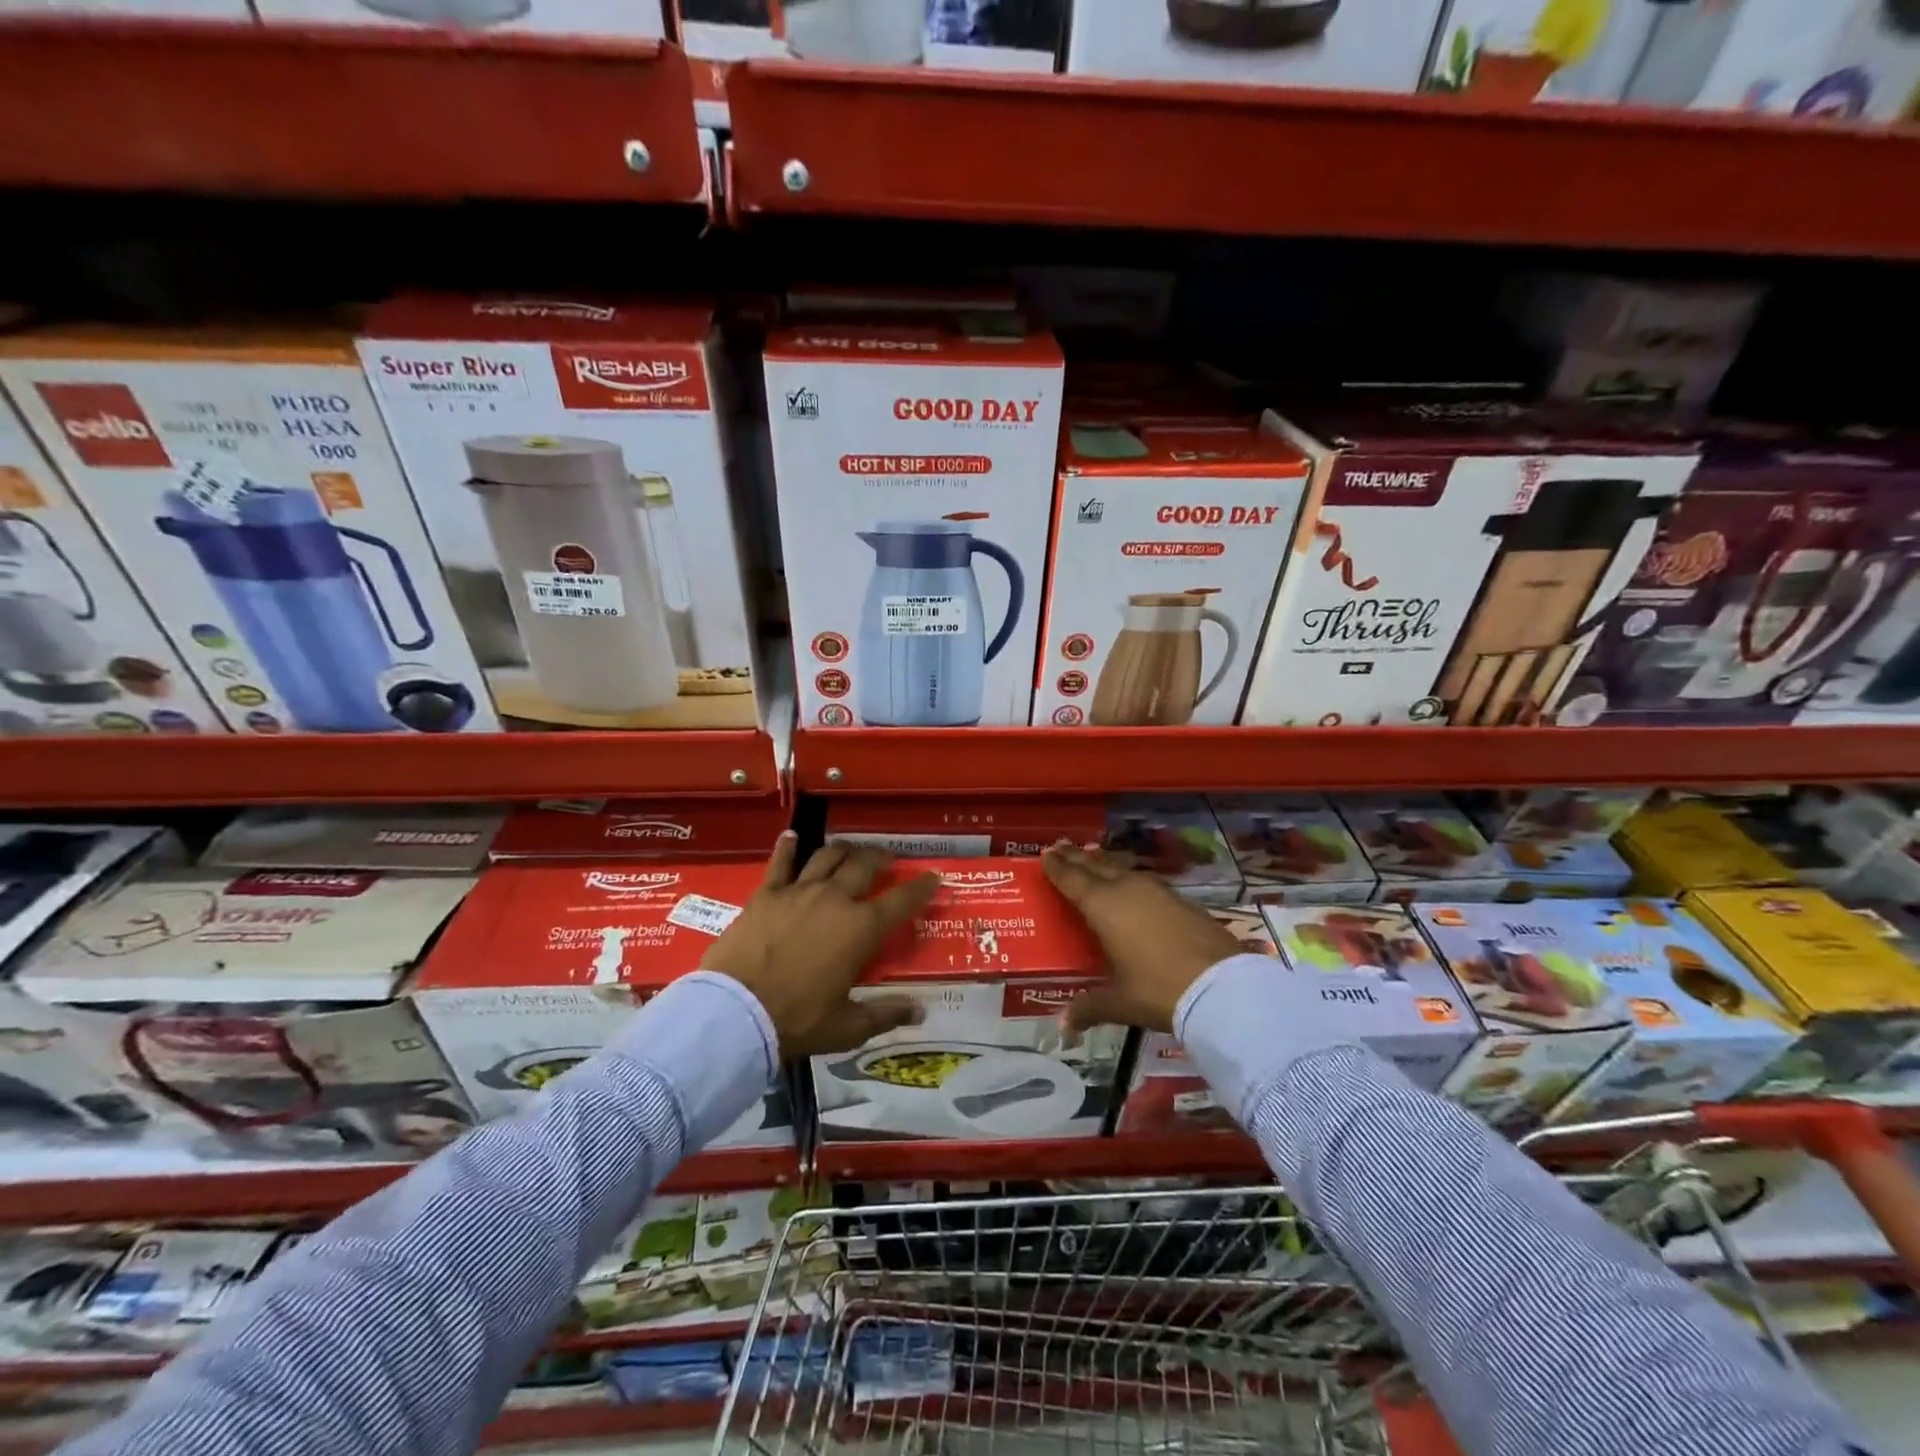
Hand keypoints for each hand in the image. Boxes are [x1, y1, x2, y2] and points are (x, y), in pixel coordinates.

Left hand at [702, 836, 939, 1057]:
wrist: (736, 1012)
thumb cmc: (797, 1020)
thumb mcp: (847, 1027)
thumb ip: (885, 1014)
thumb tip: (921, 1011)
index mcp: (861, 929)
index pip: (902, 901)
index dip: (922, 888)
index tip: (933, 877)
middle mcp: (835, 899)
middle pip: (864, 865)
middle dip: (881, 857)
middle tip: (888, 859)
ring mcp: (799, 891)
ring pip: (827, 857)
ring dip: (843, 850)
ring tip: (850, 850)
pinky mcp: (766, 893)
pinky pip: (781, 862)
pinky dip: (787, 846)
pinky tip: (791, 836)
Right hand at [1041, 843, 1243, 1035]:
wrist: (1221, 986)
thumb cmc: (1158, 990)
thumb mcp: (1119, 1002)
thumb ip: (1089, 1008)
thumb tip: (1063, 1026)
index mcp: (1103, 906)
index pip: (1072, 879)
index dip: (1057, 867)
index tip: (1044, 854)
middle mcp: (1127, 889)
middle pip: (1096, 866)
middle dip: (1076, 857)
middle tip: (1060, 847)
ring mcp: (1157, 891)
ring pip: (1122, 869)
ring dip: (1104, 863)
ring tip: (1092, 858)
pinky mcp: (1181, 900)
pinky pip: (1144, 881)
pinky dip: (1129, 878)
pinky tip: (1132, 886)